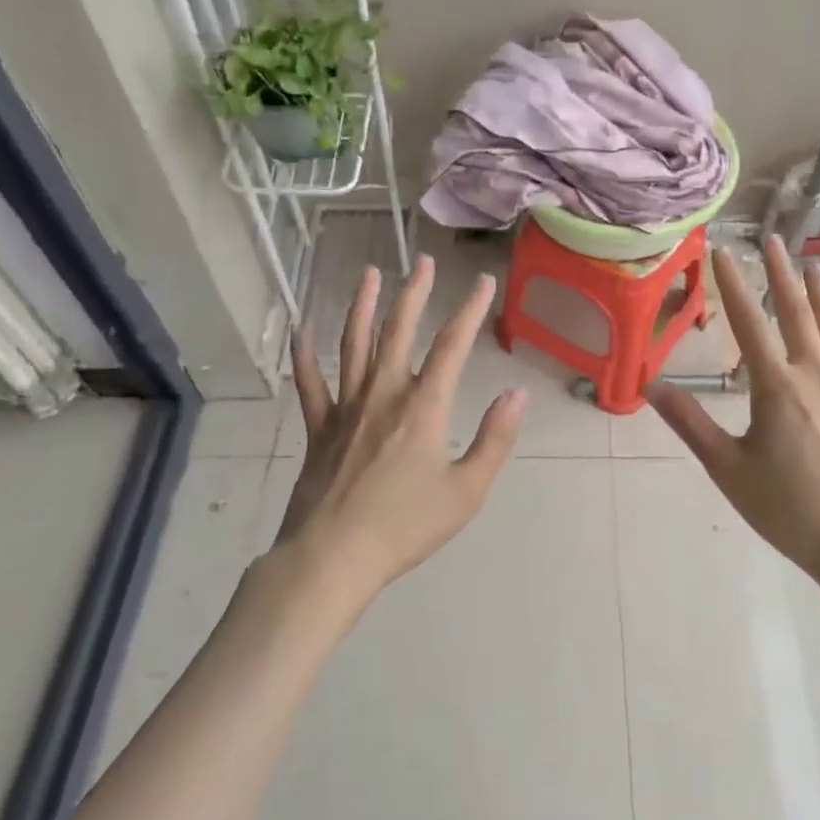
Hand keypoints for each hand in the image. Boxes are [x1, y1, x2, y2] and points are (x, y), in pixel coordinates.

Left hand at [276, 254, 527, 601]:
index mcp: (424, 407)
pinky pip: (310, 382)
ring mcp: (346, 407)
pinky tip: (302, 326)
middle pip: (398, 331)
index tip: (482, 281)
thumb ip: (495, 439)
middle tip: (422, 261)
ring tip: (369, 274)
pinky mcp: (319, 427)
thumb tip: (518, 394)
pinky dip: (304, 352)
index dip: (470, 309)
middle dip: (414, 293)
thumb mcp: (467, 490)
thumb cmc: (405, 526)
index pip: (453, 345)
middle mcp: (384, 393)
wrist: (332, 558)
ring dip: (362, 305)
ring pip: (353, 344)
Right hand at [648, 235, 819, 581]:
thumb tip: (651, 388)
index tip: (723, 251)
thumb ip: (690, 423)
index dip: (733, 285)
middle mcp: (815, 376)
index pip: (749, 323)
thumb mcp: (727, 468)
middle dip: (782, 275)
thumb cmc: (786, 507)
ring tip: (814, 267)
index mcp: (776, 386)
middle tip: (774, 240)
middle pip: (797, 314)